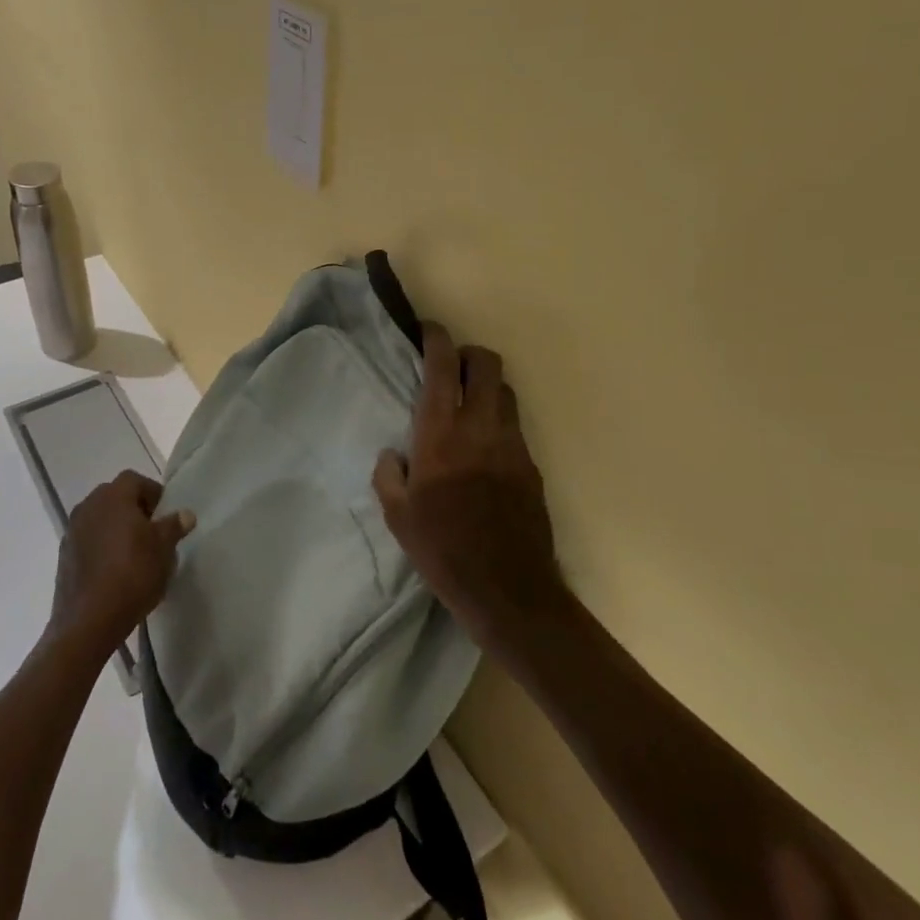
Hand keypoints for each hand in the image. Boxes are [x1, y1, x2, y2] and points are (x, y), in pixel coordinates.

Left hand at [48, 471, 194, 655]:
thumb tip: (185, 514)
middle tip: (153, 531)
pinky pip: (89, 540)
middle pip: (115, 497)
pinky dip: (102, 546)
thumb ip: (174, 526)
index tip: (165, 514)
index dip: (153, 493)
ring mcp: (72, 531)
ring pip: (100, 519)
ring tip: (135, 552)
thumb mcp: (163, 549)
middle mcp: (88, 506)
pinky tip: (115, 569)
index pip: (135, 480)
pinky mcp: (64, 555)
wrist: (88, 621)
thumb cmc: (133, 575)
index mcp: (113, 497)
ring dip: (117, 528)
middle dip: (134, 509)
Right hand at [373, 323, 566, 651]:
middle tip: (451, 367)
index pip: (444, 366)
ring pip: (505, 391)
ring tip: (468, 406)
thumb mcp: (398, 516)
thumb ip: (389, 476)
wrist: (507, 588)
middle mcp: (480, 427)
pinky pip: (515, 426)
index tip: (428, 331)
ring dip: (487, 386)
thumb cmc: (442, 549)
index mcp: (441, 433)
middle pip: (487, 363)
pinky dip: (498, 421)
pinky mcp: (531, 465)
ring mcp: (512, 444)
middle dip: (469, 354)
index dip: (437, 339)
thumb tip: (393, 455)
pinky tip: (484, 449)